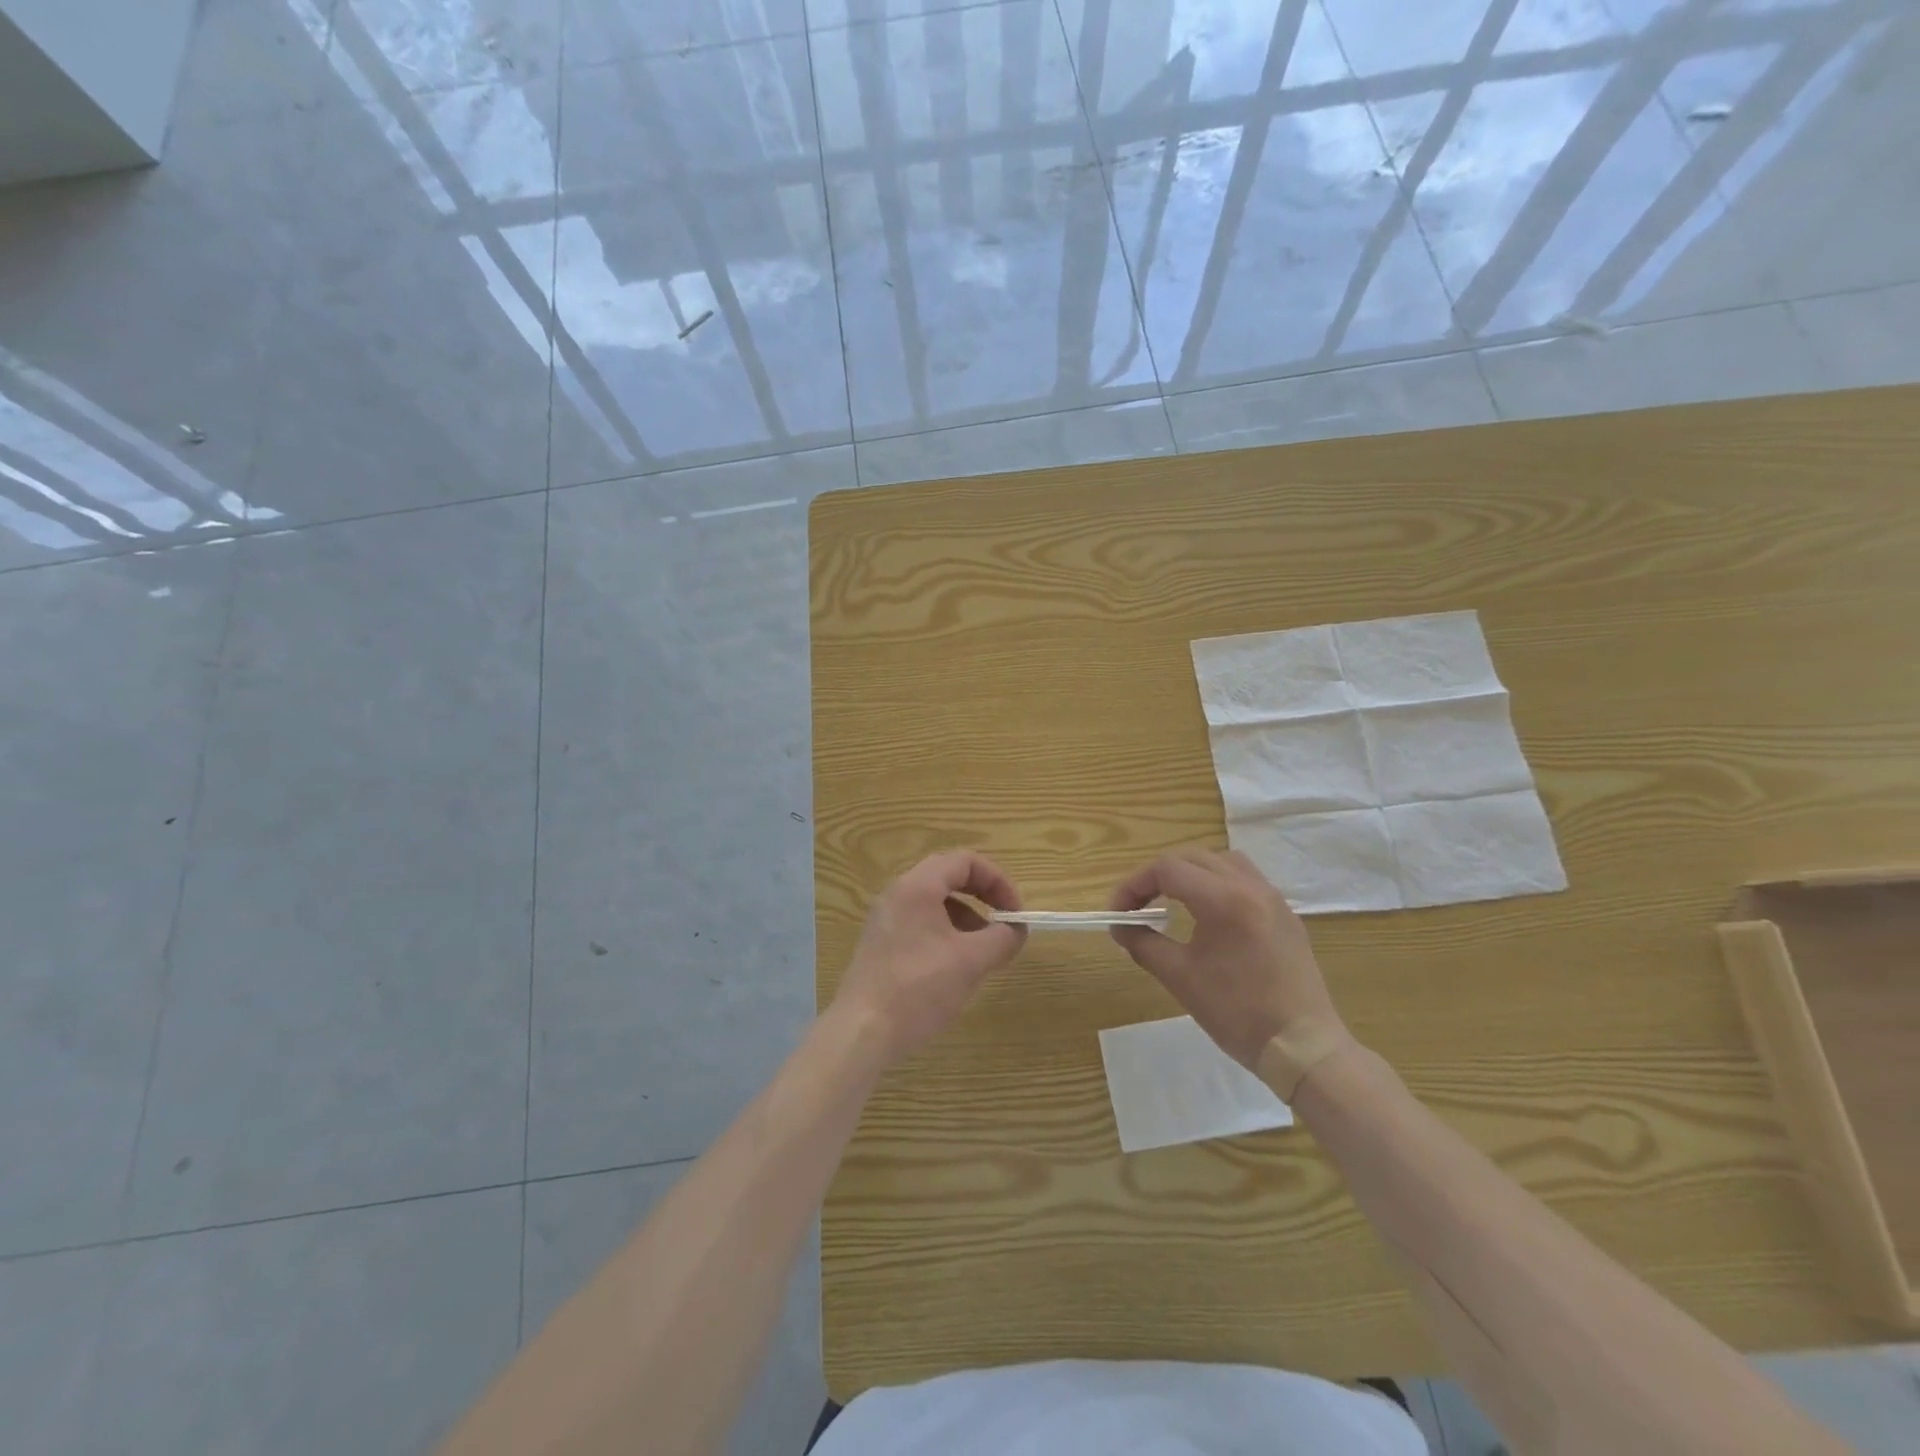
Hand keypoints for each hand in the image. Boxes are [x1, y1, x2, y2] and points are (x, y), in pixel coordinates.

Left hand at [832, 850, 1026, 1067]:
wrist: (862, 1031)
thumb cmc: (919, 988)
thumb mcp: (971, 961)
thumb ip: (1002, 939)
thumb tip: (1016, 930)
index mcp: (917, 886)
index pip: (965, 861)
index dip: (997, 881)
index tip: (1015, 913)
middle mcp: (897, 894)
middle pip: (948, 877)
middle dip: (983, 897)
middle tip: (1003, 924)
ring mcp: (885, 919)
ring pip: (935, 903)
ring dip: (966, 918)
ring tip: (983, 953)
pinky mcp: (881, 944)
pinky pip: (920, 924)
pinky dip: (946, 934)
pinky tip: (956, 968)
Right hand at [1109, 848, 1345, 1069]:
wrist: (1303, 1047)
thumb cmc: (1237, 1012)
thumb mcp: (1180, 978)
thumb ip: (1143, 944)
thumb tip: (1120, 927)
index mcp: (1224, 900)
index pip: (1167, 869)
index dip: (1133, 886)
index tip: (1117, 914)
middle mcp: (1250, 886)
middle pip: (1192, 858)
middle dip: (1157, 877)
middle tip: (1137, 906)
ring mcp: (1272, 898)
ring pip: (1221, 861)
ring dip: (1190, 873)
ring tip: (1171, 900)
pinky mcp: (1284, 914)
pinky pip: (1245, 879)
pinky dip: (1217, 884)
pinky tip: (1208, 913)